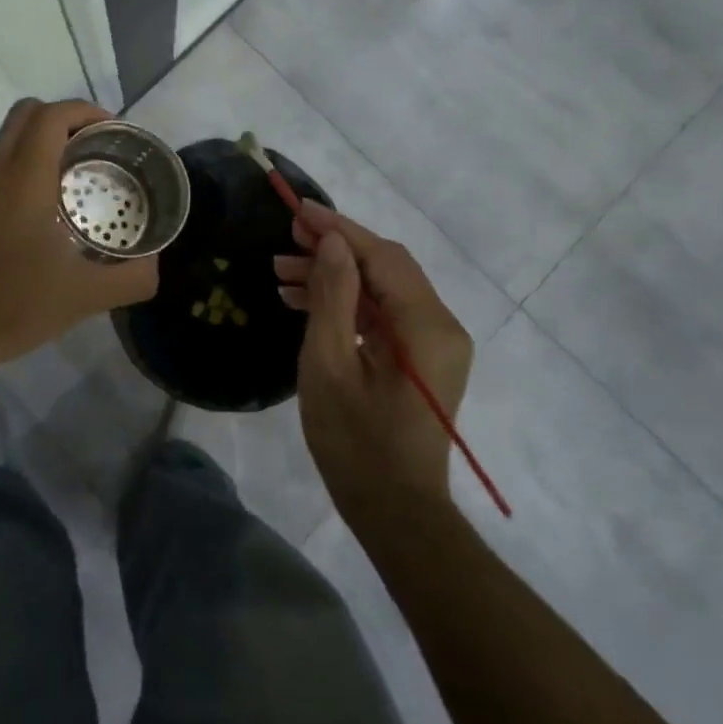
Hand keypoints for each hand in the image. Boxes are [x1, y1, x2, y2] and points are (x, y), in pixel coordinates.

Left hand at [0, 98, 158, 386]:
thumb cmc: (12, 308)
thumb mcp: (84, 298)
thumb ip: (130, 278)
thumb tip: (154, 266)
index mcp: (22, 181)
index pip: (50, 116)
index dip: (85, 111)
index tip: (112, 130)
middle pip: (24, 115)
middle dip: (63, 118)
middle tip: (94, 147)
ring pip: (5, 144)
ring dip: (40, 147)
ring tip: (72, 184)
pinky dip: (20, 174)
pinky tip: (38, 220)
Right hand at [277, 202, 473, 524]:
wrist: (396, 513)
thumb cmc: (355, 442)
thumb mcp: (329, 364)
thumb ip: (333, 296)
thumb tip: (332, 242)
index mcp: (426, 325)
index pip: (381, 256)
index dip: (338, 230)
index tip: (298, 210)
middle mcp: (441, 325)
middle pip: (385, 267)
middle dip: (334, 249)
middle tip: (285, 241)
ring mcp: (435, 343)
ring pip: (382, 289)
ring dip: (336, 277)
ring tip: (282, 275)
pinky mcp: (423, 358)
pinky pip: (384, 315)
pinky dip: (348, 304)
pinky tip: (304, 303)